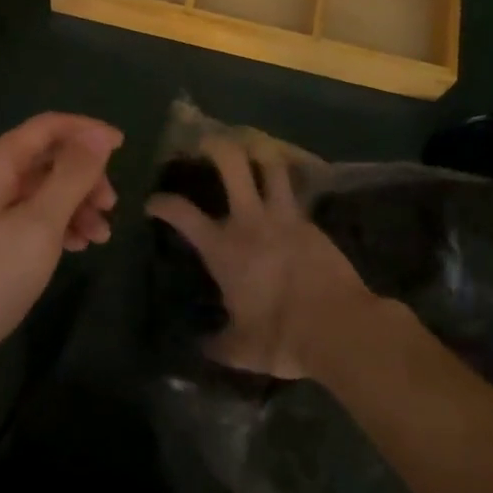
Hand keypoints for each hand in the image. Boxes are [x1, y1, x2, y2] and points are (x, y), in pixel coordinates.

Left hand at [0, 112, 122, 363]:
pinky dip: (52, 222)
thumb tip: (98, 136)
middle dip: (84, 177)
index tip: (124, 148)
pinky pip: (23, 211)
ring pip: (37, 188)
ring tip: (99, 237)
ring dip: (73, 204)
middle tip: (111, 207)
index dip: (88, 132)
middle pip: (45, 157)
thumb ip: (72, 175)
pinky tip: (73, 246)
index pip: (50, 126)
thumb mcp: (42, 223)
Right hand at [146, 133, 375, 379]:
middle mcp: (250, 221)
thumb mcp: (241, 350)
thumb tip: (202, 347)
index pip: (182, 214)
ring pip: (271, 166)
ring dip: (259, 153)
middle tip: (206, 142)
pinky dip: (286, 185)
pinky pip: (296, 192)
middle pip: (232, 164)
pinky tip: (284, 190)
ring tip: (251, 150)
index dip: (162, 203)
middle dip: (216, 146)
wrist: (339, 327)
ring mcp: (284, 216)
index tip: (153, 202)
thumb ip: (219, 344)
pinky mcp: (312, 223)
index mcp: (224, 248)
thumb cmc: (281, 336)